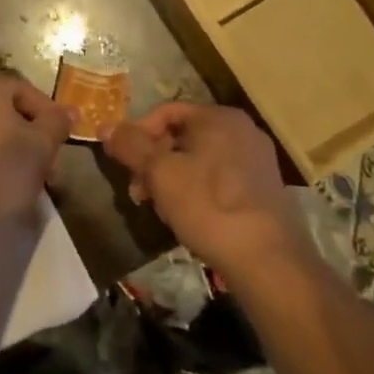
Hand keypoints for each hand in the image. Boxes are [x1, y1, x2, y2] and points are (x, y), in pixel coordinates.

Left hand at [0, 73, 73, 227]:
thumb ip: (56, 121)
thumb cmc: (2, 170)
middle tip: (47, 164)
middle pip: (1, 111)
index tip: (62, 140)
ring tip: (23, 176)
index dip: (49, 116)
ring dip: (4, 147)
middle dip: (26, 135)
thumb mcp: (42, 145)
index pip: (25, 93)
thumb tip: (68, 111)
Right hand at [101, 103, 314, 277]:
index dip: (136, 135)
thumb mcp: (159, 173)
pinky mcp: (263, 189)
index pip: (164, 113)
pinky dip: (196, 192)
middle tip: (138, 193)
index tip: (122, 165)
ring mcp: (256, 160)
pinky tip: (187, 218)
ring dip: (171, 180)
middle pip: (181, 137)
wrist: (267, 260)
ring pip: (198, 160)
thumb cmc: (208, 206)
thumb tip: (105, 125)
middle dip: (153, 163)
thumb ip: (130, 145)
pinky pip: (218, 179)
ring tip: (160, 210)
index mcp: (219, 117)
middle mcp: (242, 130)